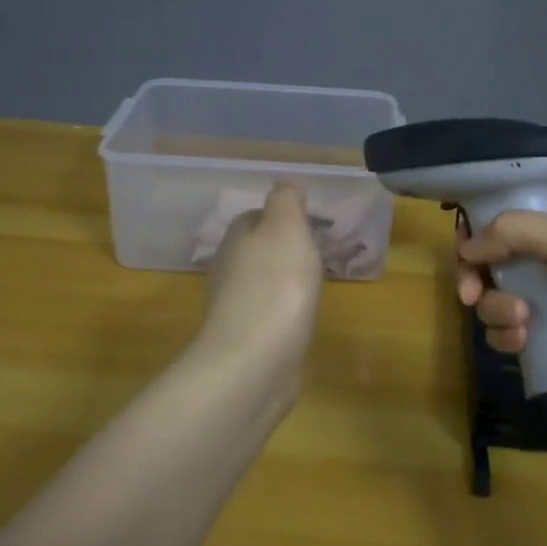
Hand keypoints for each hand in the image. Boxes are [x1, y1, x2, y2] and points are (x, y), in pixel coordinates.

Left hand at [198, 182, 324, 380]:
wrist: (255, 362)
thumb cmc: (275, 286)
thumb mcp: (286, 228)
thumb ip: (286, 201)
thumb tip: (285, 183)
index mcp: (236, 241)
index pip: (253, 217)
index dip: (279, 215)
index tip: (309, 221)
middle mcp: (228, 272)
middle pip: (255, 251)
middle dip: (282, 249)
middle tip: (318, 252)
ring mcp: (236, 310)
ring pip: (262, 284)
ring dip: (284, 281)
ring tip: (315, 284)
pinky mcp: (247, 343)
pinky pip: (269, 316)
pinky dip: (285, 312)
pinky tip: (303, 318)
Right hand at [457, 206, 546, 401]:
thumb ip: (511, 231)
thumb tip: (466, 247)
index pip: (505, 223)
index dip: (478, 235)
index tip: (465, 253)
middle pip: (493, 265)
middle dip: (478, 279)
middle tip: (471, 294)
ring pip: (498, 303)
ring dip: (497, 312)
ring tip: (521, 321)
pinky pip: (511, 335)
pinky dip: (508, 338)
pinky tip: (522, 342)